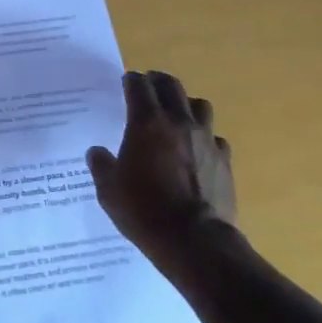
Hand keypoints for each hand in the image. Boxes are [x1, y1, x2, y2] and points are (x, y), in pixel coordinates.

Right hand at [86, 70, 236, 264]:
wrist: (195, 242)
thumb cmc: (144, 211)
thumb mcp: (109, 191)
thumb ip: (102, 165)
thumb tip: (97, 152)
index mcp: (147, 122)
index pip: (139, 86)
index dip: (131, 80)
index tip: (127, 82)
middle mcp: (178, 122)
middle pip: (171, 85)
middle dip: (158, 81)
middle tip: (149, 87)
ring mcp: (205, 139)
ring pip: (199, 104)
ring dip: (185, 104)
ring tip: (177, 114)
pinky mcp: (224, 160)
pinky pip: (215, 137)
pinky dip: (205, 137)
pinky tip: (198, 150)